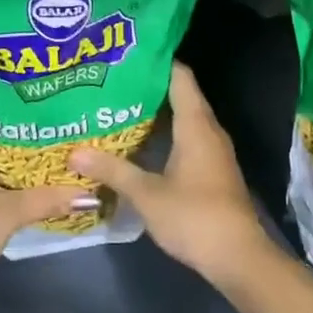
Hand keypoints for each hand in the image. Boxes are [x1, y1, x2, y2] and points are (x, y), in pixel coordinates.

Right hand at [69, 62, 273, 284]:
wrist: (239, 258)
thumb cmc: (194, 216)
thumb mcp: (146, 193)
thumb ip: (112, 170)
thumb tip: (74, 152)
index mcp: (196, 125)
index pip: (179, 77)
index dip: (156, 61)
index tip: (126, 54)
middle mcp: (208, 130)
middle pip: (180, 95)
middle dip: (149, 86)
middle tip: (112, 81)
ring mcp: (213, 152)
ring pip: (184, 119)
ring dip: (156, 112)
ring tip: (119, 106)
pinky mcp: (212, 171)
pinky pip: (187, 139)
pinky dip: (165, 134)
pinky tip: (141, 142)